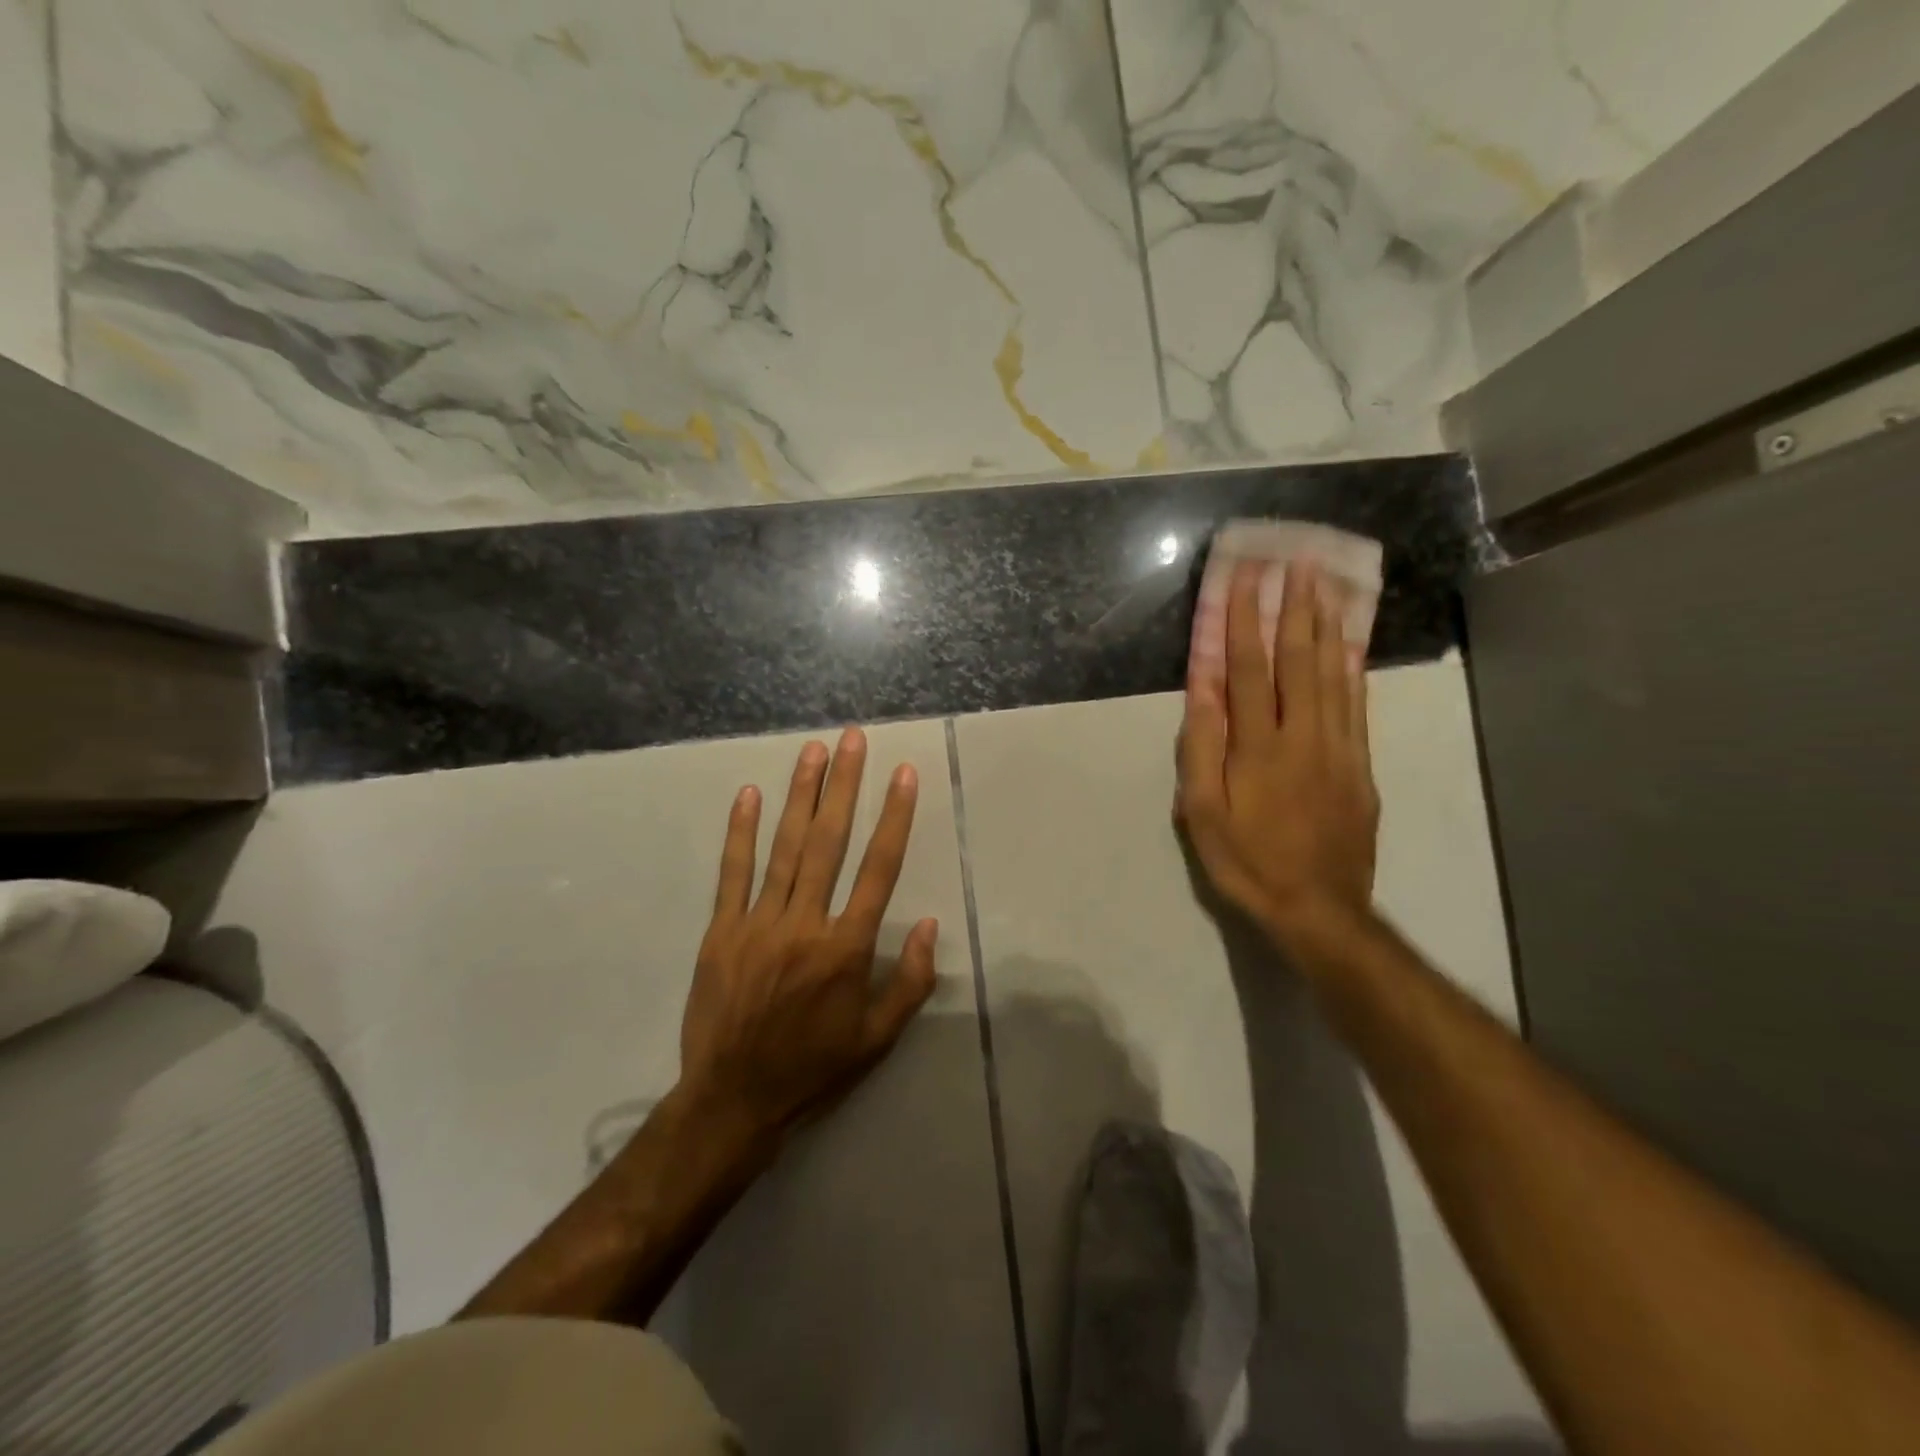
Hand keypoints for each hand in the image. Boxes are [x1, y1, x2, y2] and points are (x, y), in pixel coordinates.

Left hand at [678, 727, 938, 1146]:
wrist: (732, 1102)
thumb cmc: (813, 1069)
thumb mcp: (877, 1039)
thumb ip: (910, 982)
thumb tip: (931, 925)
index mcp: (847, 948)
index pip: (879, 869)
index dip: (894, 817)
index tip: (903, 774)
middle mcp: (805, 924)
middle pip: (830, 842)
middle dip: (844, 786)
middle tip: (853, 739)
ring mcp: (758, 924)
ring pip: (785, 847)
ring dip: (800, 795)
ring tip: (813, 751)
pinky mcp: (721, 931)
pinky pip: (732, 873)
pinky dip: (741, 833)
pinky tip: (749, 795)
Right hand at [1177, 559, 1379, 950]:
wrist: (1318, 907)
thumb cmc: (1246, 860)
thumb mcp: (1202, 811)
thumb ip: (1201, 746)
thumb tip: (1202, 687)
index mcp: (1258, 746)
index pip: (1250, 668)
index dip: (1245, 619)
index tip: (1246, 576)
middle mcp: (1303, 734)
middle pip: (1300, 659)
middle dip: (1296, 606)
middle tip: (1299, 560)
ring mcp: (1339, 747)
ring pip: (1335, 673)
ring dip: (1329, 624)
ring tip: (1328, 584)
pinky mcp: (1360, 764)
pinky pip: (1357, 703)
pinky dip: (1353, 666)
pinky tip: (1351, 642)